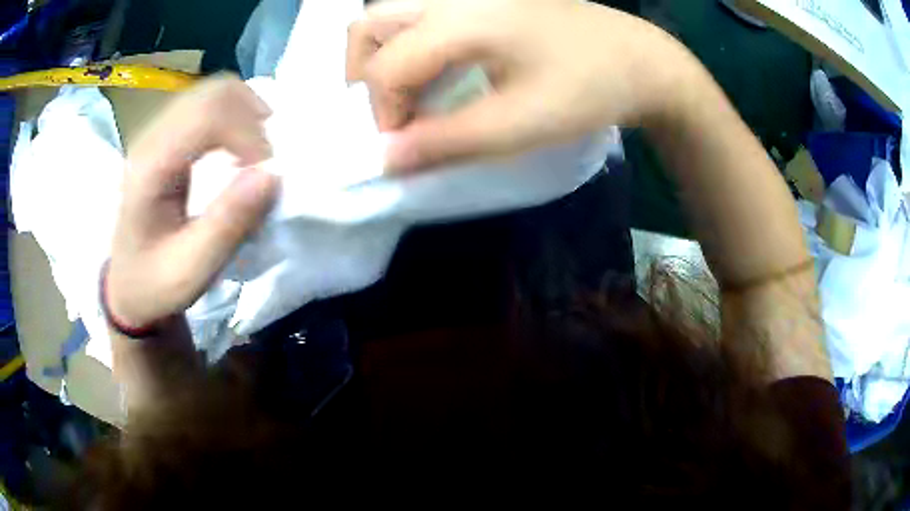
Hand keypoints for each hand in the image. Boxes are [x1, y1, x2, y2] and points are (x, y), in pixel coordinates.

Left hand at [107, 76, 279, 328]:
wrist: (127, 286)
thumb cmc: (155, 283)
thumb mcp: (192, 270)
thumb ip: (228, 225)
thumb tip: (272, 175)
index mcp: (150, 167)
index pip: (208, 115)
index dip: (248, 135)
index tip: (265, 175)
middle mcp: (151, 137)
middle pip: (214, 92)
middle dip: (252, 118)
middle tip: (264, 162)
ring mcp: (158, 131)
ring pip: (215, 91)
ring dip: (246, 115)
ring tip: (255, 155)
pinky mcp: (167, 135)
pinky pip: (210, 105)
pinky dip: (236, 118)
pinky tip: (238, 149)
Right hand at [348, 0, 695, 171]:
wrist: (639, 59)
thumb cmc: (588, 90)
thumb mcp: (519, 126)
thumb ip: (446, 142)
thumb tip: (386, 160)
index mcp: (463, 20)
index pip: (386, 66)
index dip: (383, 112)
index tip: (407, 145)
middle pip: (368, 24)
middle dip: (365, 74)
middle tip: (391, 112)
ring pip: (389, 12)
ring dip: (381, 54)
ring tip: (404, 92)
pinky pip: (420, 12)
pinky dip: (406, 42)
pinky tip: (431, 67)